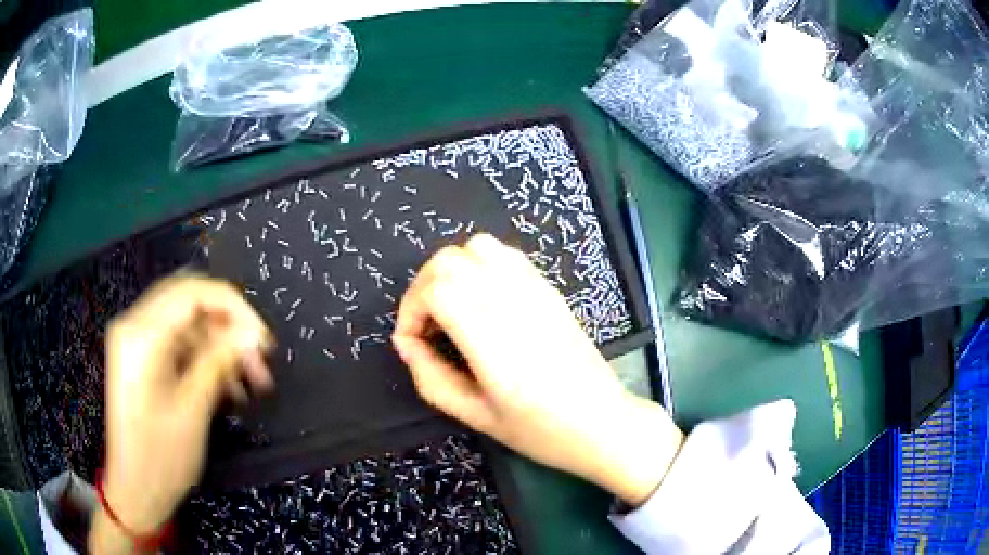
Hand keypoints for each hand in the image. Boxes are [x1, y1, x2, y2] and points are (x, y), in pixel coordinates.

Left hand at [93, 274, 272, 550]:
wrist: (135, 490)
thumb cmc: (161, 458)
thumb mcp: (193, 409)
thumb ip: (219, 361)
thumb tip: (252, 333)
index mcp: (141, 335)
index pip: (193, 292)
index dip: (234, 307)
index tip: (263, 338)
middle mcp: (134, 326)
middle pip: (189, 301)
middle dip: (228, 326)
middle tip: (259, 358)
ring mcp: (136, 341)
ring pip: (188, 324)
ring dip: (220, 346)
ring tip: (251, 381)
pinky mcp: (142, 358)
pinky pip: (179, 344)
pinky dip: (205, 359)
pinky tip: (228, 387)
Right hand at [393, 235, 682, 505]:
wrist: (603, 422)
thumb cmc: (541, 431)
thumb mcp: (476, 417)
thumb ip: (432, 378)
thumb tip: (406, 343)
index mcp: (494, 339)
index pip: (437, 288)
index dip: (410, 309)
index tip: (412, 342)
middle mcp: (514, 303)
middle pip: (449, 260)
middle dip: (422, 287)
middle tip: (425, 326)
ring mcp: (536, 290)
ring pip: (477, 247)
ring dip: (450, 271)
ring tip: (449, 310)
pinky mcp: (549, 289)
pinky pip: (505, 255)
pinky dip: (479, 266)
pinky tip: (481, 301)